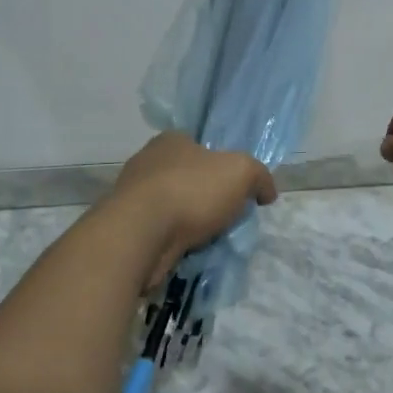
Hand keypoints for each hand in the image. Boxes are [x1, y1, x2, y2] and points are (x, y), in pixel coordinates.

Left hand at [109, 133, 277, 288]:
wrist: (140, 236)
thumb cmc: (191, 191)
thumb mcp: (242, 172)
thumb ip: (259, 177)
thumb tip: (266, 192)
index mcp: (171, 140)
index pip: (199, 146)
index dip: (220, 165)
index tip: (235, 188)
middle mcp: (147, 162)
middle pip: (186, 177)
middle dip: (205, 196)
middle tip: (226, 216)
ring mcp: (132, 196)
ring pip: (172, 207)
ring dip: (189, 222)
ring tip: (209, 240)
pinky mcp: (125, 228)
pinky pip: (159, 232)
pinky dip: (173, 241)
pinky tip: (188, 252)